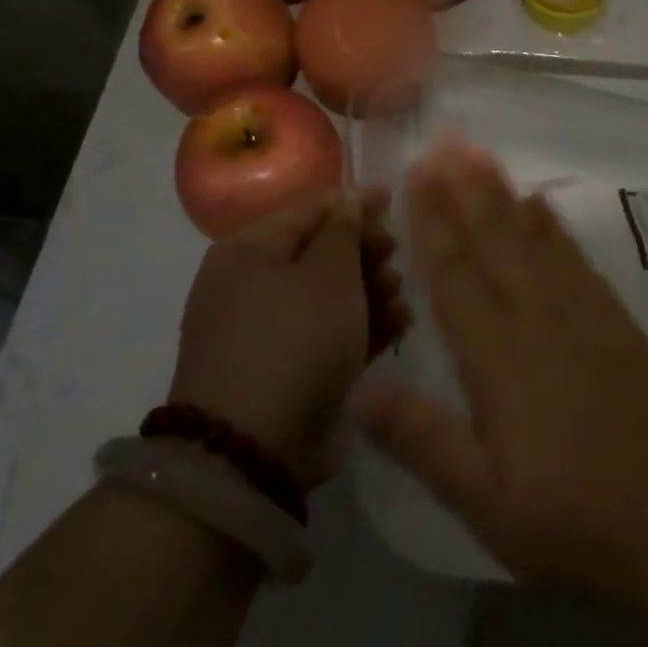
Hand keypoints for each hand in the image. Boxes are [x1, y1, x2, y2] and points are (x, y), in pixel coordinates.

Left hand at [169, 187, 405, 485]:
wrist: (256, 449)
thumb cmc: (294, 339)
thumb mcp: (327, 273)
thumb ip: (345, 228)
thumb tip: (350, 197)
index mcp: (249, 252)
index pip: (308, 210)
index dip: (353, 202)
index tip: (393, 200)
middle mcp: (254, 286)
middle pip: (322, 251)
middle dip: (366, 251)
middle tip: (394, 256)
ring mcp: (273, 332)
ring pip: (333, 294)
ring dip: (372, 289)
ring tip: (399, 297)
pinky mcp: (293, 369)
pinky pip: (334, 333)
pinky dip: (365, 325)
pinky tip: (398, 324)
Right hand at [353, 140, 647, 602]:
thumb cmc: (576, 518)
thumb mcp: (486, 502)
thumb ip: (421, 441)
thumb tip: (356, 390)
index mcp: (498, 358)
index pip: (456, 275)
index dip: (433, 222)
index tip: (417, 173)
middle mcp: (538, 318)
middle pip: (493, 240)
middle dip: (464, 188)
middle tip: (444, 141)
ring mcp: (582, 312)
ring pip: (532, 237)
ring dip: (502, 193)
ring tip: (481, 154)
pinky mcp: (616, 319)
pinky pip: (575, 257)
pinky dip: (552, 224)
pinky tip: (541, 204)